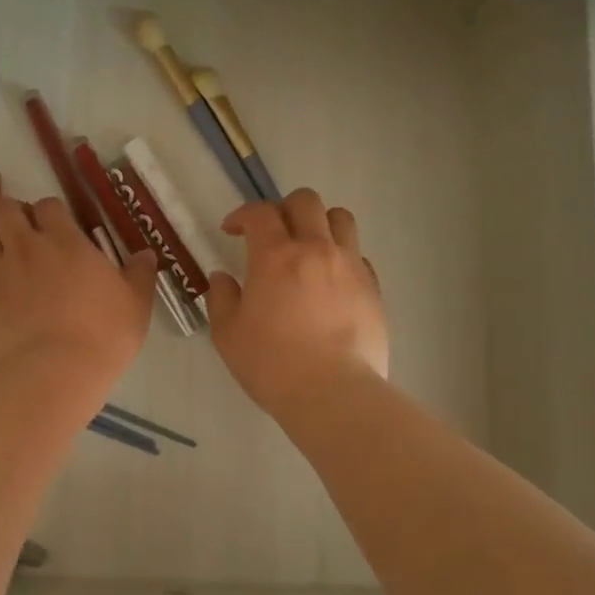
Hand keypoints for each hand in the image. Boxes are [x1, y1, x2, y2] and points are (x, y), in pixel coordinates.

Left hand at [0, 196, 158, 384]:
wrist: (55, 373)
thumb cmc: (103, 335)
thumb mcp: (136, 304)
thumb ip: (139, 274)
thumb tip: (146, 254)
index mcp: (65, 241)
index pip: (48, 204)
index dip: (50, 212)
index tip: (59, 229)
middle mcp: (25, 247)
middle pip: (3, 208)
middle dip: (10, 215)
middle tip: (23, 236)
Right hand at [207, 188, 388, 413]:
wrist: (333, 393)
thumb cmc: (272, 364)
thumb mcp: (228, 334)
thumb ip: (221, 299)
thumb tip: (223, 278)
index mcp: (276, 256)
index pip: (260, 213)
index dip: (242, 215)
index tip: (232, 230)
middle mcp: (316, 249)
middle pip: (306, 201)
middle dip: (284, 208)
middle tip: (272, 233)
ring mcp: (350, 266)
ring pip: (341, 218)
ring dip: (320, 222)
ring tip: (309, 246)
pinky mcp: (373, 288)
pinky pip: (358, 255)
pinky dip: (342, 256)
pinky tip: (331, 281)